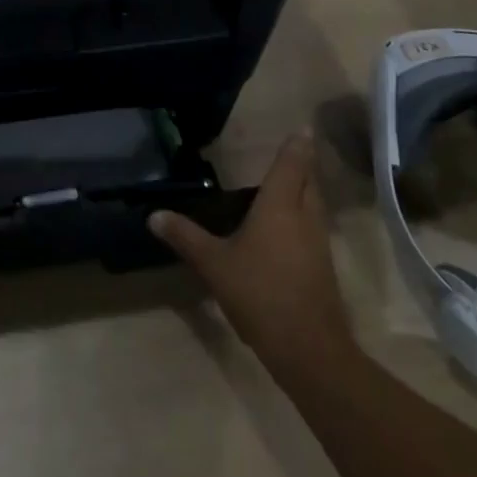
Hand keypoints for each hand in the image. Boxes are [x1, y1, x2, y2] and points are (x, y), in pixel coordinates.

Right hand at [149, 132, 358, 385]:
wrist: (310, 350)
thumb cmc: (261, 293)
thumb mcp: (215, 264)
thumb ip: (186, 237)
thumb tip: (153, 215)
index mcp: (281, 203)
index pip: (293, 162)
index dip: (297, 143)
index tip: (302, 126)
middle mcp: (305, 215)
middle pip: (309, 180)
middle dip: (300, 166)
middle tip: (285, 156)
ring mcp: (318, 243)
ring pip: (314, 205)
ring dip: (303, 193)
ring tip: (281, 189)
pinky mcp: (323, 268)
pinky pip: (314, 229)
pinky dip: (302, 220)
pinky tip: (284, 231)